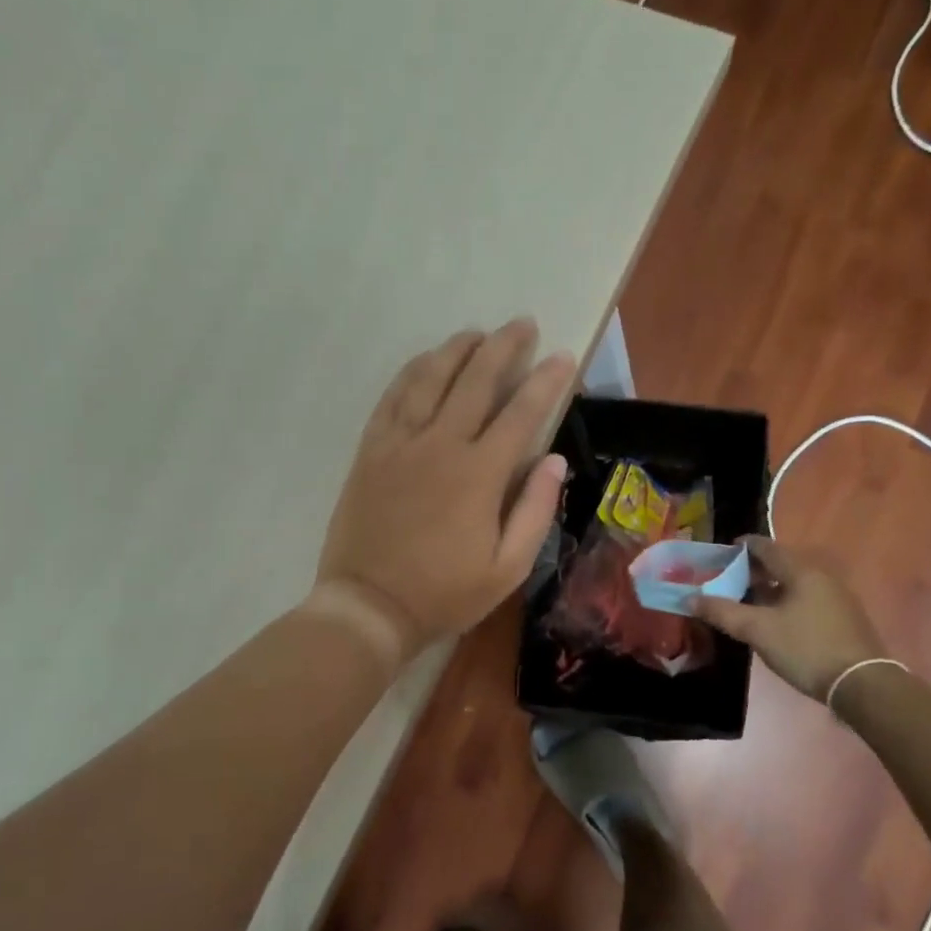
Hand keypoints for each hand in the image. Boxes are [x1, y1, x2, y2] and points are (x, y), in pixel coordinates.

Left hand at [317, 320, 575, 654]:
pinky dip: (411, 372)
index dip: (545, 381)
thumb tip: (555, 460)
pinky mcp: (371, 450)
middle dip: (503, 347)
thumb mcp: (507, 569)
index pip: (521, 412)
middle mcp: (441, 444)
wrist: (369, 606)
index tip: (561, 356)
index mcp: (480, 474)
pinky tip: (424, 361)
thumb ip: (535, 510)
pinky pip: (392, 398)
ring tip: (475, 333)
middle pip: (476, 380)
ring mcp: (400, 443)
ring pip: (430, 379)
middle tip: (521, 324)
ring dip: (456, 350)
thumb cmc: (444, 594)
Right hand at [691, 538, 885, 701]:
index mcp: (800, 570)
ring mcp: (835, 596)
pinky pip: (805, 598)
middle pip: (779, 563)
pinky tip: (772, 620)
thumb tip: (690, 598)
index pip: (765, 546)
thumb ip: (722, 612)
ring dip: (767, 588)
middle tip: (726, 581)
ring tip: (744, 602)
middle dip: (751, 570)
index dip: (740, 547)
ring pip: (792, 582)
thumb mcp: (757, 630)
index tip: (719, 555)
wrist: (862, 685)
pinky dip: (784, 601)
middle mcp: (820, 575)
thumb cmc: (806, 648)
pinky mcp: (841, 617)